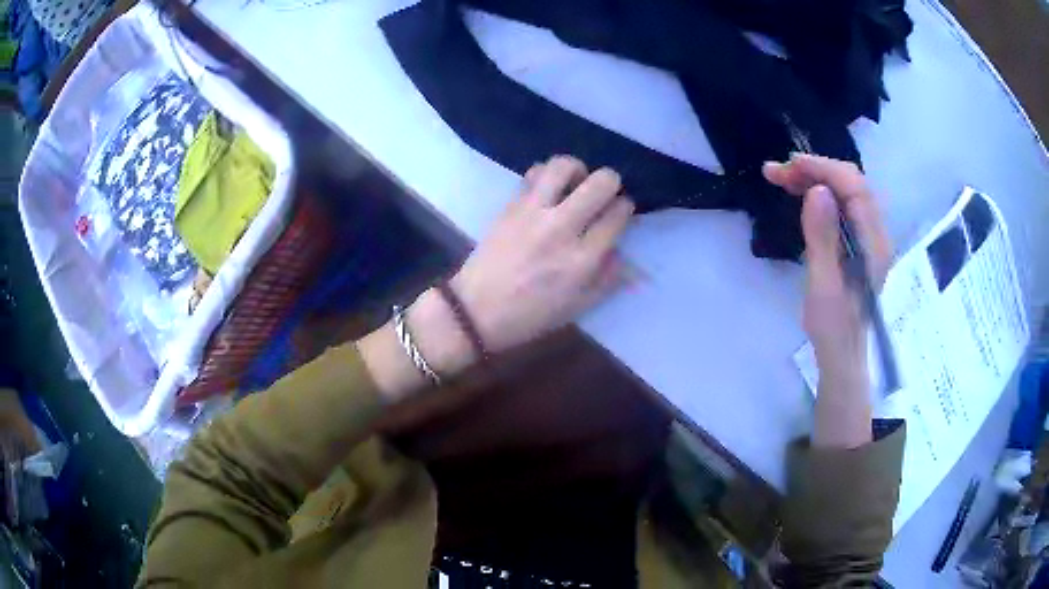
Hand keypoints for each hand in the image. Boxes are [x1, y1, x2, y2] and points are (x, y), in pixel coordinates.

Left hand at [360, 156, 633, 400]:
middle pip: (601, 182)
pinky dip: (546, 174)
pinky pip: (534, 172)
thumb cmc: (530, 315)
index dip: (625, 208)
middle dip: (610, 182)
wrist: (476, 310)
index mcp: (582, 259)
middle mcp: (562, 228)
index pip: (618, 215)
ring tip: (575, 183)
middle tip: (603, 194)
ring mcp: (533, 212)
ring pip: (564, 166)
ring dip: (577, 170)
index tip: (620, 211)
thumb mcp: (578, 308)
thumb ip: (607, 278)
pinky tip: (548, 189)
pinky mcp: (511, 204)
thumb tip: (622, 251)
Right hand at [763, 154, 891, 446]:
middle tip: (776, 173)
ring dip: (816, 178)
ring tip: (781, 178)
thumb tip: (818, 191)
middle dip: (815, 169)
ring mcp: (869, 236)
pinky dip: (821, 192)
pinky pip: (843, 204)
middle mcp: (876, 233)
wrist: (843, 356)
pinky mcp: (859, 242)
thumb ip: (822, 238)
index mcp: (873, 244)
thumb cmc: (833, 330)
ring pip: (846, 190)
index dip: (823, 169)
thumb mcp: (824, 287)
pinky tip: (801, 194)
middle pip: (852, 183)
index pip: (855, 187)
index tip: (788, 167)